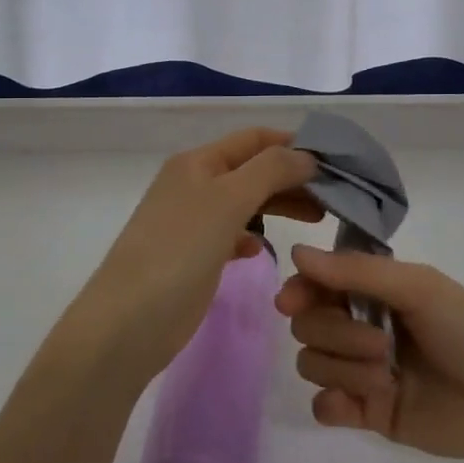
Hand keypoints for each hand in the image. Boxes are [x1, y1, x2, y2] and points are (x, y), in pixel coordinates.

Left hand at [67, 129, 321, 384]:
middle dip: (292, 177)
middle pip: (253, 169)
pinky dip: (252, 235)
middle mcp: (193, 184)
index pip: (255, 139)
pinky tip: (262, 250)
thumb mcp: (228, 200)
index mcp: (198, 162)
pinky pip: (230, 234)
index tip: (336, 161)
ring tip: (316, 220)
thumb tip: (307, 155)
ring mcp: (191, 222)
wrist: (127, 323)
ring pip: (245, 202)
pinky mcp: (192, 257)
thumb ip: (271, 170)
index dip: (294, 144)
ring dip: (279, 205)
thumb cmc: (179, 251)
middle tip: (334, 197)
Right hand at [277, 246, 463, 462]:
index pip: (318, 282)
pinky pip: (323, 406)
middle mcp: (364, 325)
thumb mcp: (418, 288)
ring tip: (389, 378)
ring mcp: (364, 371)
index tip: (291, 302)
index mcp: (377, 291)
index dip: (301, 290)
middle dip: (337, 334)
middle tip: (383, 346)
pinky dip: (333, 404)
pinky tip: (357, 407)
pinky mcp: (369, 413)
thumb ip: (355, 271)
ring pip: (313, 363)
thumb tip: (296, 252)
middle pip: (309, 325)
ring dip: (344, 369)